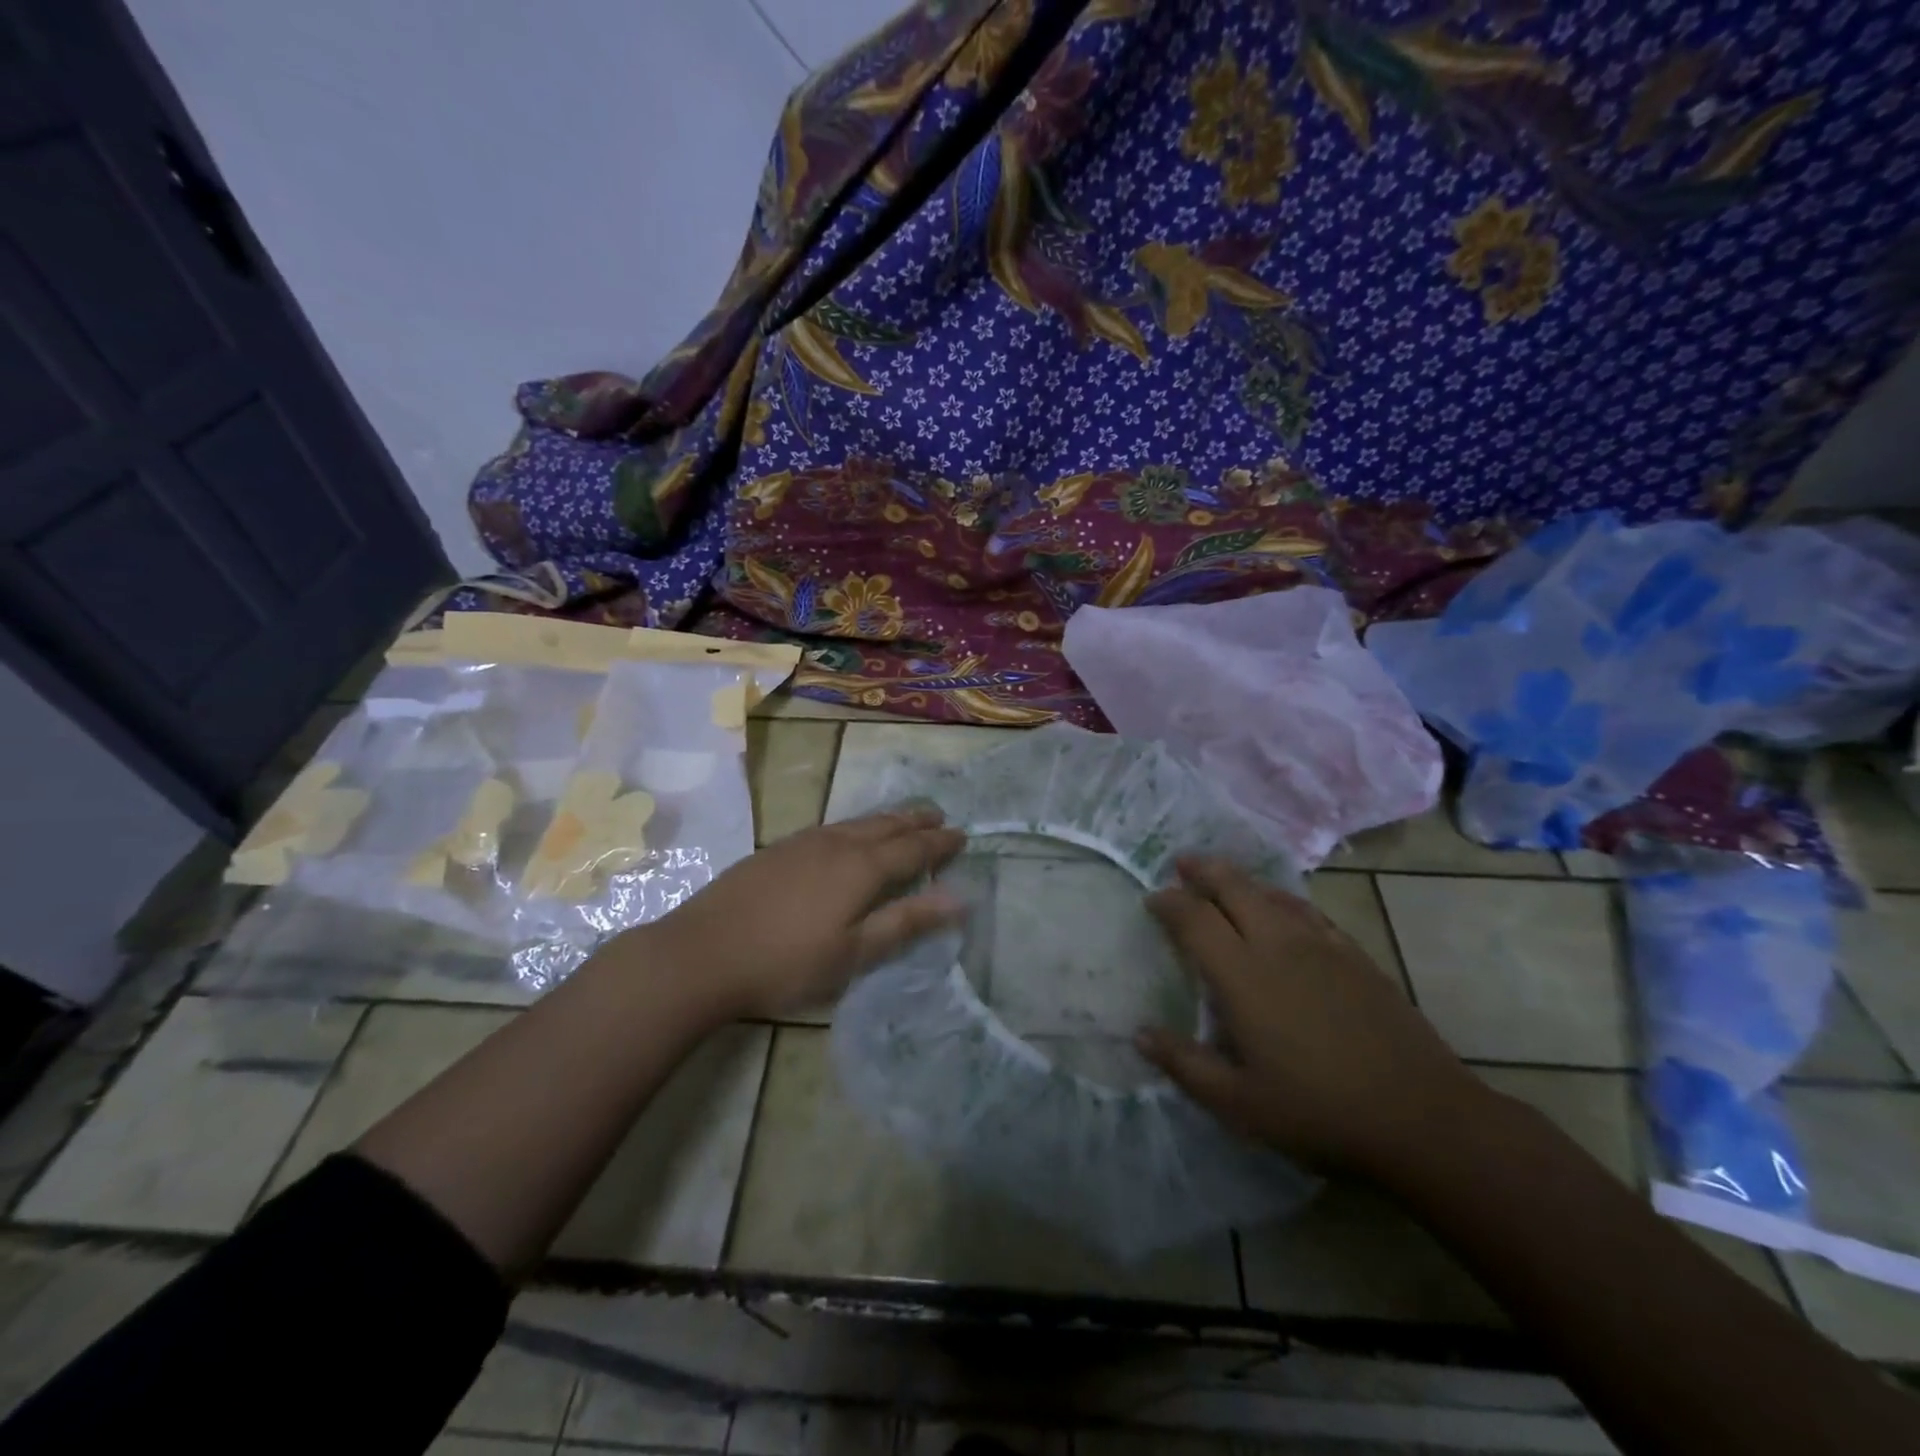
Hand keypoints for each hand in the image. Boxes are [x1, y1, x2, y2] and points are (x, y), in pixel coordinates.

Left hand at [616, 808, 966, 1019]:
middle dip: (915, 820)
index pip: (912, 849)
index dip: (939, 843)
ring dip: (886, 819)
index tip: (962, 836)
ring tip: (903, 818)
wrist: (702, 953)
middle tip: (939, 815)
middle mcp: (836, 844)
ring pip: (856, 822)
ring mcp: (802, 843)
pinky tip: (847, 834)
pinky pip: (831, 827)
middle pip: (885, 825)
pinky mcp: (777, 849)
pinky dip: (855, 826)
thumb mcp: (854, 953)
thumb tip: (959, 898)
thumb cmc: (787, 963)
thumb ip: (906, 922)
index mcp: (861, 868)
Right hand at [1137, 858, 1490, 1179]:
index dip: (1169, 902)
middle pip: (1234, 888)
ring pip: (1273, 893)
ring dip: (1242, 881)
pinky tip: (1284, 911)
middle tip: (1182, 864)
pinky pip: (1309, 911)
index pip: (1195, 919)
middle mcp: (1278, 946)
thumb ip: (1184, 1064)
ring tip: (1225, 879)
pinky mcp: (1356, 956)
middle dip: (1203, 871)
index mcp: (1243, 975)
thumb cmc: (1319, 1111)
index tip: (1152, 899)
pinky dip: (1283, 900)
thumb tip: (1139, 1035)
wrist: (1422, 1118)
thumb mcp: (1239, 1103)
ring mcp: (1322, 946)